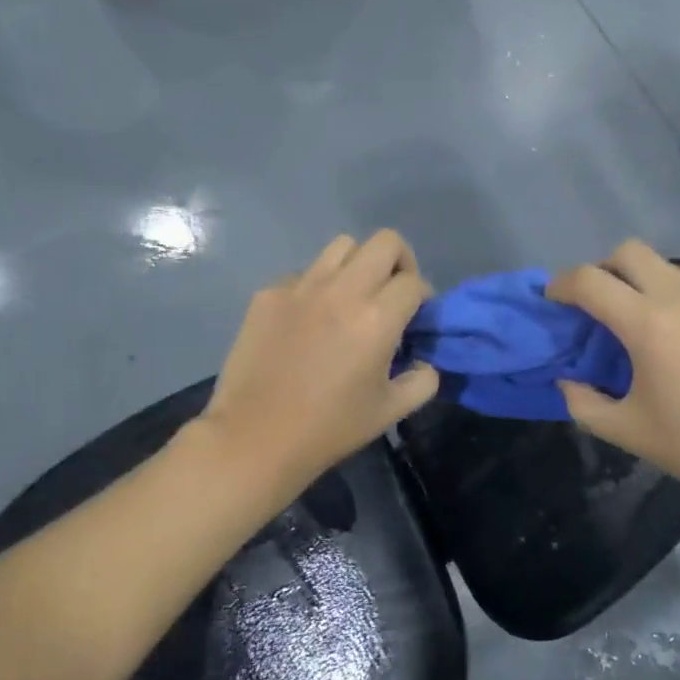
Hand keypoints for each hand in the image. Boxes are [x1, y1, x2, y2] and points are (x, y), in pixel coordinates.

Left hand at [195, 231, 438, 496]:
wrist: (255, 437)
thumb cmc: (329, 428)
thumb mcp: (390, 411)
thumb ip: (422, 381)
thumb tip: (424, 361)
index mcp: (377, 318)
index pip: (414, 281)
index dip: (423, 296)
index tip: (416, 317)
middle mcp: (342, 290)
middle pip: (385, 241)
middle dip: (400, 261)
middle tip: (392, 292)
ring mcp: (301, 287)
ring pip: (342, 246)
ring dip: (358, 265)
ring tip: (352, 297)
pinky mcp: (269, 293)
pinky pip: (304, 273)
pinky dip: (316, 287)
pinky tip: (308, 321)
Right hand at [546, 240, 679, 510]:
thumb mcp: (627, 432)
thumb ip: (583, 403)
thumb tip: (570, 380)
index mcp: (648, 324)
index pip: (590, 281)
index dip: (562, 284)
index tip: (554, 300)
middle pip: (631, 251)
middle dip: (603, 268)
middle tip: (598, 303)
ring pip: (670, 270)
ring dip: (644, 285)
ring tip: (646, 328)